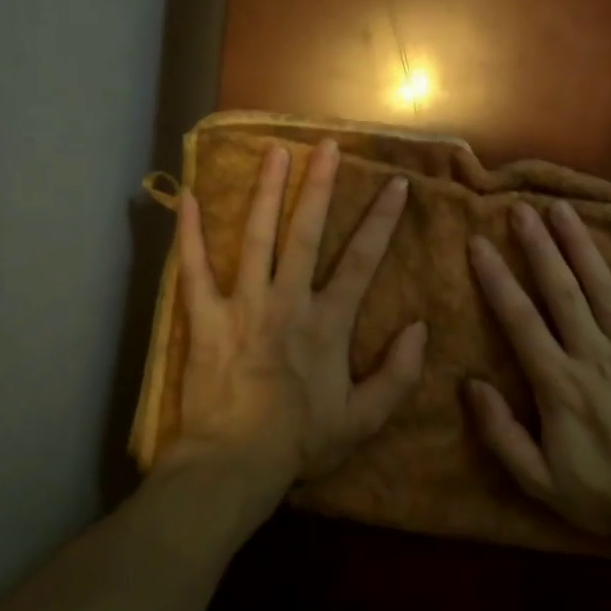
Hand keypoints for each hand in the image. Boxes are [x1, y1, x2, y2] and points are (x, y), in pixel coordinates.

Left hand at [168, 139, 427, 494]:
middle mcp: (287, 301)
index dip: (381, 220)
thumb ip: (397, 374)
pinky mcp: (204, 318)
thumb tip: (421, 329)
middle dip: (320, 186)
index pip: (361, 260)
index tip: (396, 184)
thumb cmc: (300, 442)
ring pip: (256, 237)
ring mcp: (242, 305)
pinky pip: (194, 270)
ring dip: (265, 192)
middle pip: (306, 233)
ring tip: (273, 151)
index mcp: (327, 323)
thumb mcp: (363, 419)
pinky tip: (189, 197)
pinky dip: (189, 234)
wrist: (233, 465)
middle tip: (327, 146)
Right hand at [467, 201, 610, 541]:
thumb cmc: (603, 496)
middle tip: (521, 209)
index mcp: (559, 384)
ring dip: (581, 245)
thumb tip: (469, 383)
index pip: (520, 319)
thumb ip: (500, 432)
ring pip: (604, 287)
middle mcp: (595, 355)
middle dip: (538, 246)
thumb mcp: (538, 480)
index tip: (479, 243)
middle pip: (561, 290)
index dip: (497, 279)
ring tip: (562, 209)